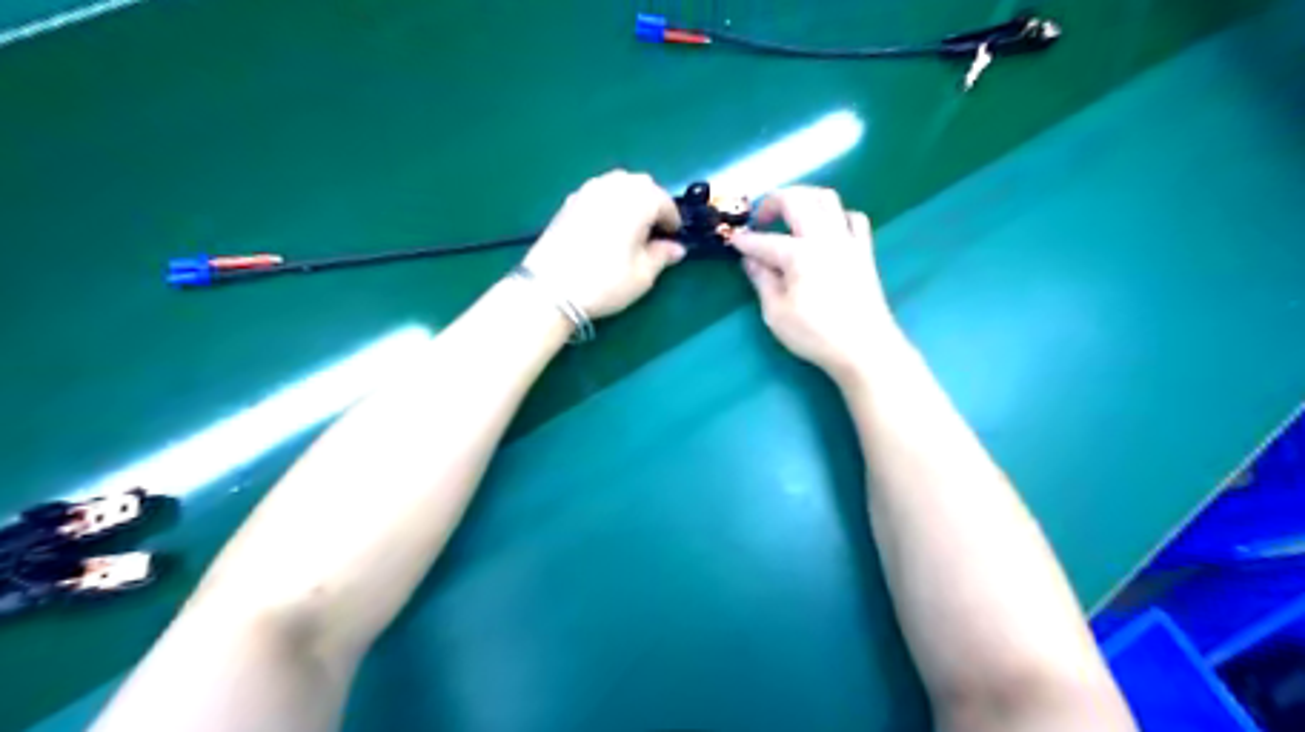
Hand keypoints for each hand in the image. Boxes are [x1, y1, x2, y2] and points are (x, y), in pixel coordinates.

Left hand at [524, 171, 686, 319]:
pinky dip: (610, 202)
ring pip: (618, 184)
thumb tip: (676, 248)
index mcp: (638, 200)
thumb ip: (662, 255)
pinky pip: (599, 192)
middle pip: (642, 184)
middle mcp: (614, 187)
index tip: (674, 237)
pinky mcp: (569, 201)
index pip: (664, 201)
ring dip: (630, 199)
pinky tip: (607, 227)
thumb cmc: (605, 282)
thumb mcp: (642, 275)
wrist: (550, 288)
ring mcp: (588, 191)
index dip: (673, 219)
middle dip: (653, 202)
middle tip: (654, 230)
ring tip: (631, 226)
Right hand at [728, 186, 904, 381]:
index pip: (764, 241)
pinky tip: (826, 230)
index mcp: (799, 254)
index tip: (731, 240)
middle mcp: (824, 237)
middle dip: (772, 202)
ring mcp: (848, 240)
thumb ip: (762, 281)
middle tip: (759, 219)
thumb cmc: (815, 334)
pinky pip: (853, 217)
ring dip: (804, 199)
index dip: (744, 240)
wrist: (864, 348)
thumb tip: (750, 260)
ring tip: (790, 216)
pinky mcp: (864, 250)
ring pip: (827, 198)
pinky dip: (836, 216)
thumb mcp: (776, 313)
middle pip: (797, 199)